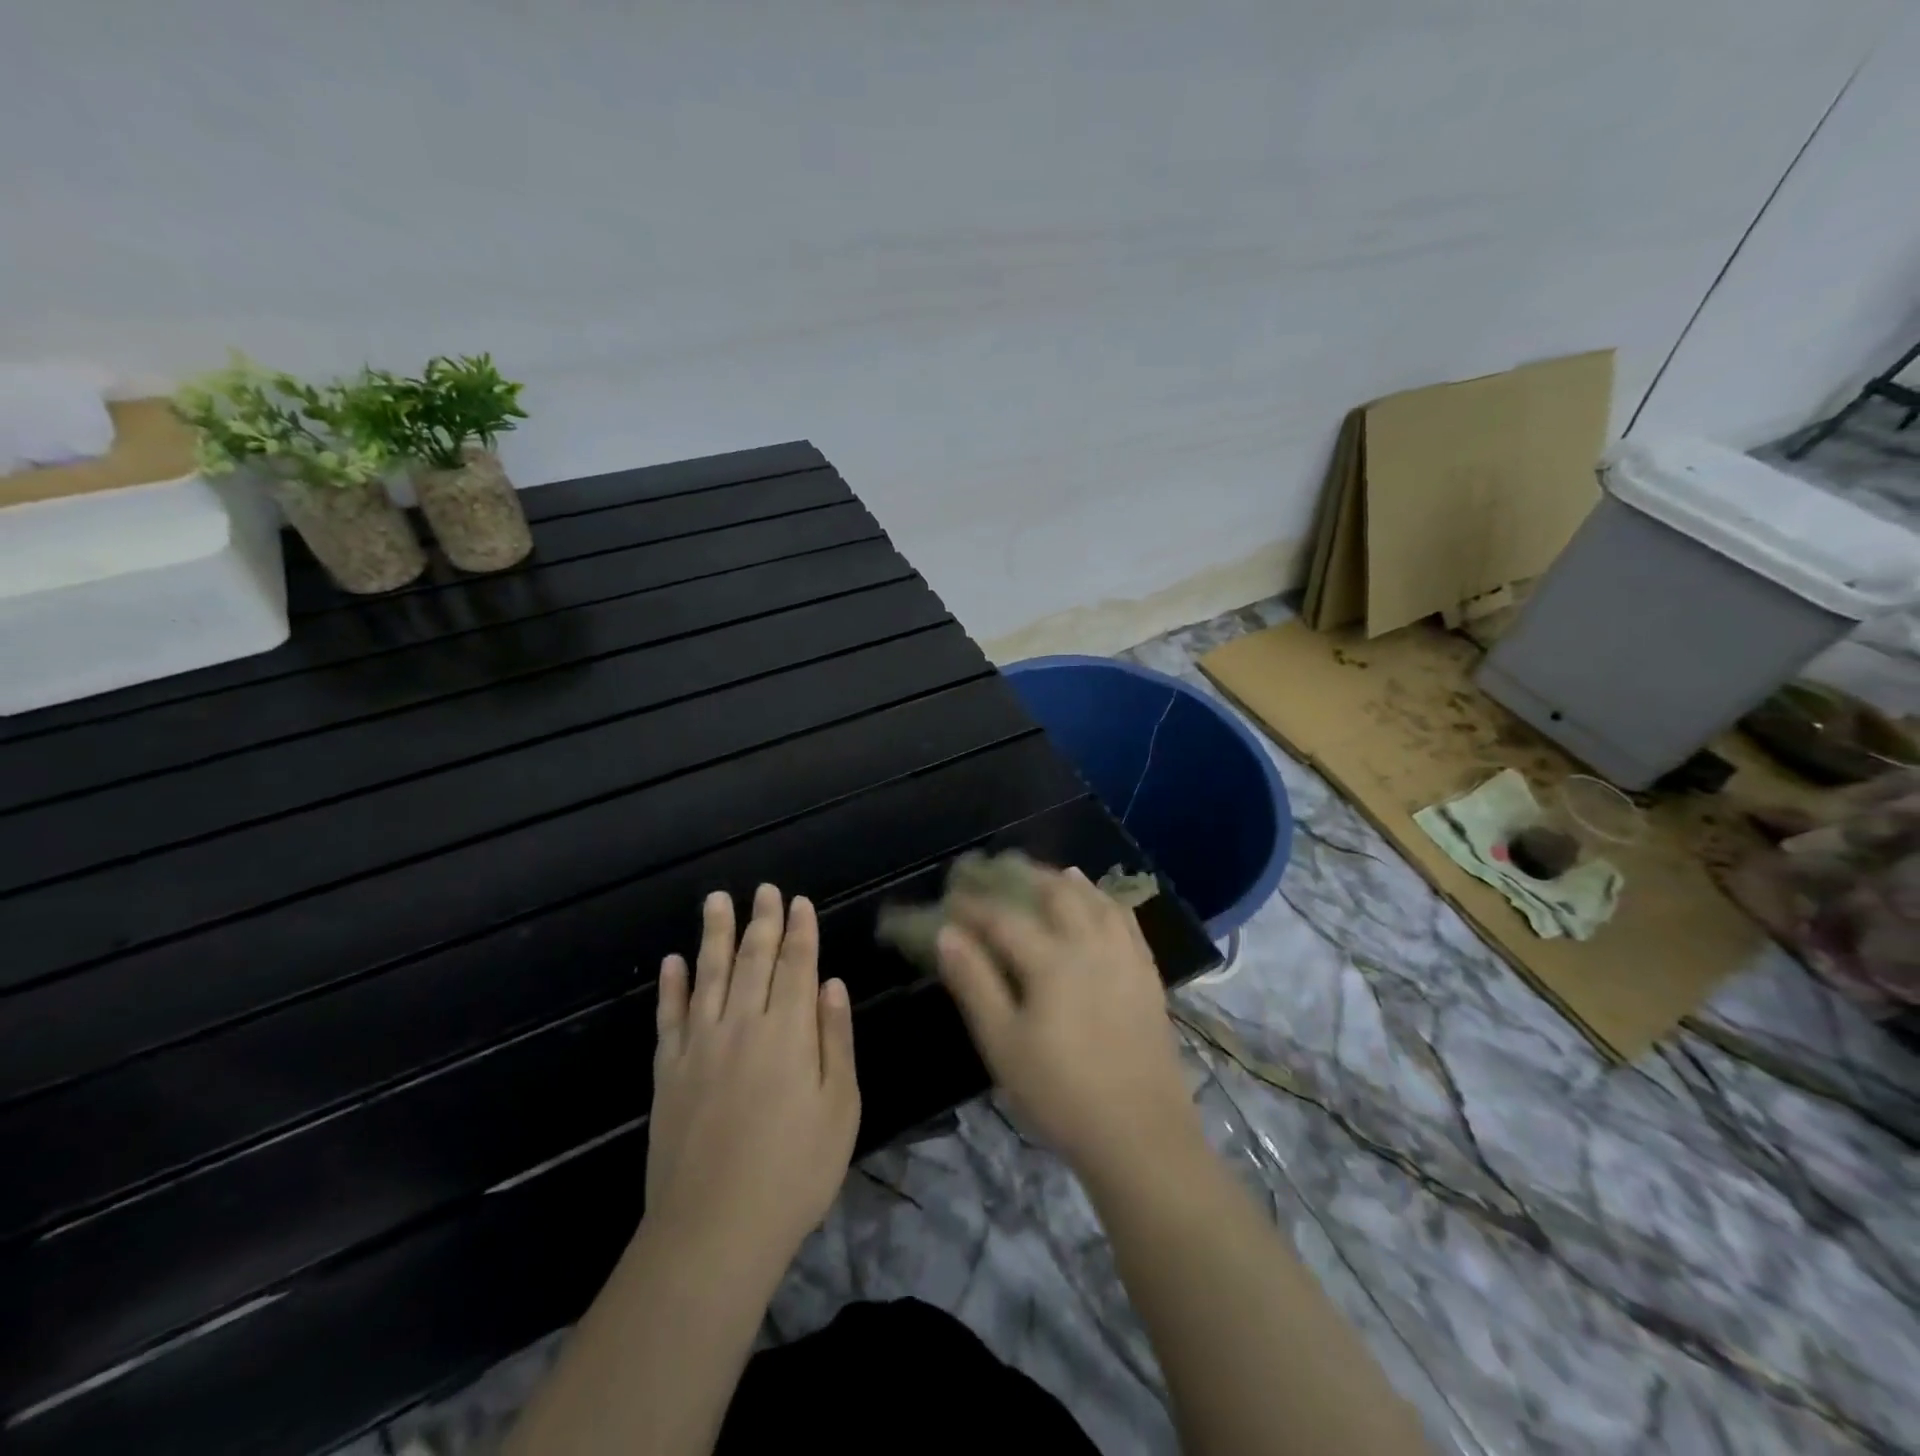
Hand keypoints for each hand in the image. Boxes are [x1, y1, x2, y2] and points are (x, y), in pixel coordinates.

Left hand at [645, 885, 859, 1275]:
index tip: (799, 901)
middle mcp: (743, 1024)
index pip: (797, 965)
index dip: (800, 931)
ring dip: (714, 935)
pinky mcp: (667, 1072)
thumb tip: (831, 984)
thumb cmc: (795, 1171)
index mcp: (789, 1032)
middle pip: (753, 960)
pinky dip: (670, 986)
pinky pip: (668, 1017)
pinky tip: (672, 961)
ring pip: (708, 975)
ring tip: (716, 901)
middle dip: (761, 922)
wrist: (714, 1231)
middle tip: (763, 890)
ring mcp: (699, 1046)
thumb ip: (836, 1039)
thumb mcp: (840, 1107)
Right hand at [936, 866, 1200, 1187]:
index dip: (973, 905)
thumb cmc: (1060, 1093)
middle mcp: (1090, 944)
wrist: (1140, 1135)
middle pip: (1055, 893)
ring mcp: (1125, 956)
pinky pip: (1126, 920)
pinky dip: (1105, 901)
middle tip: (999, 873)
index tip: (950, 897)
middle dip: (1023, 878)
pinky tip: (1098, 902)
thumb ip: (974, 983)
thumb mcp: (1003, 1044)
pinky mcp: (1147, 974)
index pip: (1003, 918)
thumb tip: (946, 934)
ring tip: (1048, 875)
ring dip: (1067, 882)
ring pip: (1095, 899)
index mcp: (1051, 960)